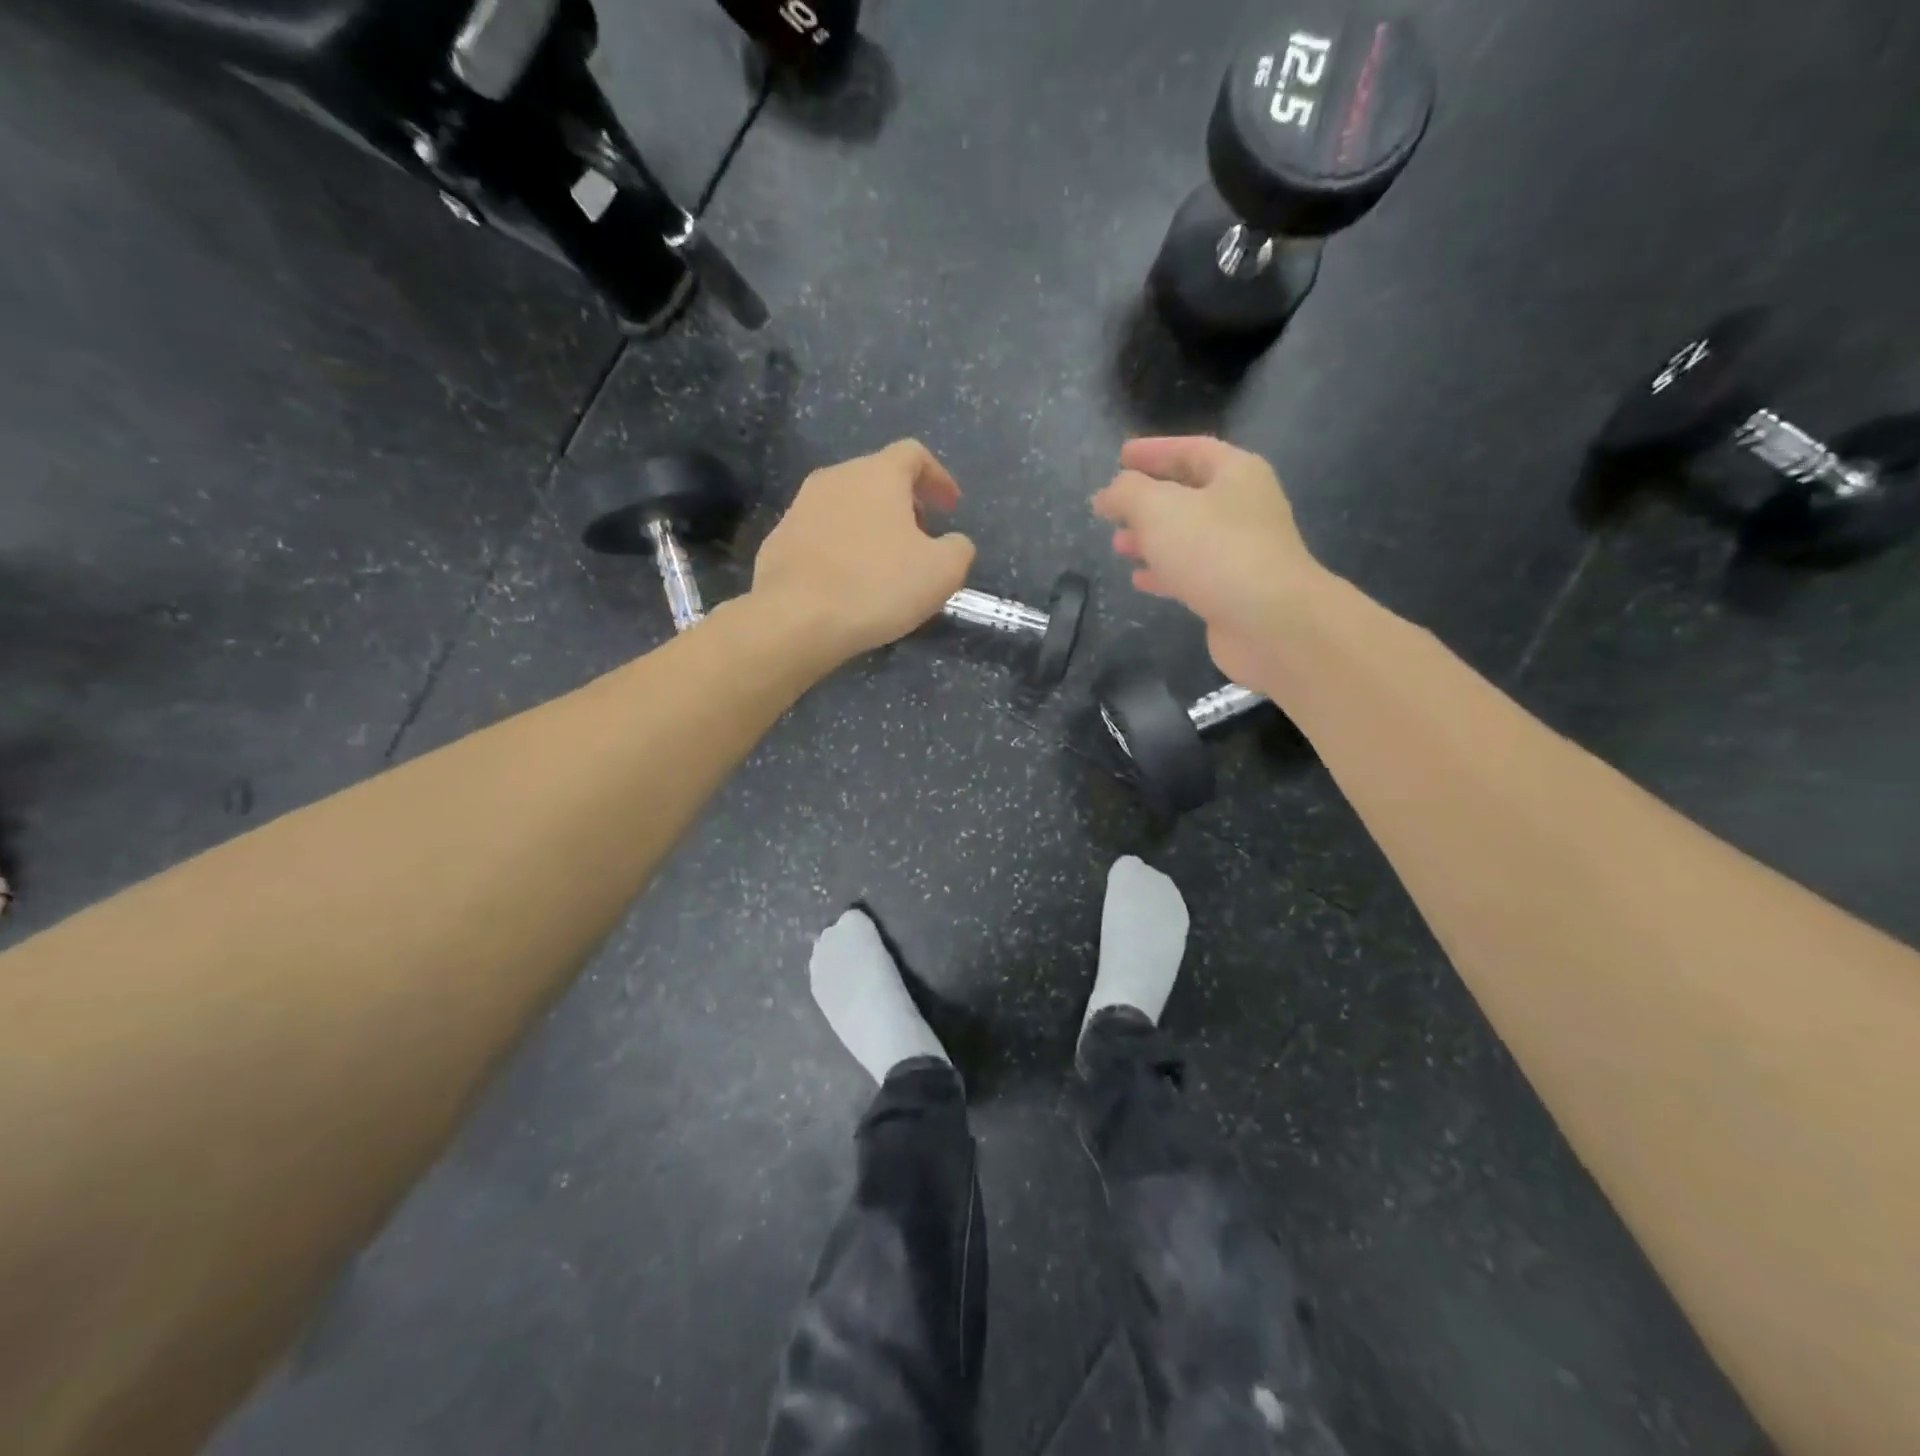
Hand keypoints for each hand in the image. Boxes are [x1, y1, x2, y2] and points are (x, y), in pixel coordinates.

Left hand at [752, 440, 976, 660]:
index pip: (913, 455)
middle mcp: (835, 478)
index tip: (951, 507)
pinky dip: (842, 550)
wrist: (795, 619)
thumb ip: (958, 549)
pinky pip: (821, 536)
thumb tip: (953, 543)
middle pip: (877, 479)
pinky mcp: (778, 541)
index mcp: (877, 474)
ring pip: (847, 508)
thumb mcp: (942, 572)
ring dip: (871, 529)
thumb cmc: (877, 586)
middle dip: (904, 505)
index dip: (938, 478)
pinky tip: (848, 585)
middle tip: (920, 541)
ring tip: (884, 567)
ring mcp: (800, 508)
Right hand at [1092, 436, 1323, 685]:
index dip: (1154, 451)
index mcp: (1236, 473)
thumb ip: (1127, 493)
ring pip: (1187, 536)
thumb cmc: (1214, 551)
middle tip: (1113, 508)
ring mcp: (1242, 551)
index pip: (1191, 450)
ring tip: (1118, 545)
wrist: (1270, 622)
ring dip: (1151, 538)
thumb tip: (1108, 494)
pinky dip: (1164, 572)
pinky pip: (1192, 572)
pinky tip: (1139, 579)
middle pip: (1189, 494)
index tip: (1120, 457)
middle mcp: (1244, 507)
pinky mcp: (1233, 591)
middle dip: (1147, 500)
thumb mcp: (1159, 509)